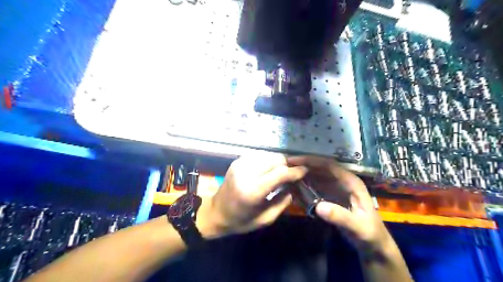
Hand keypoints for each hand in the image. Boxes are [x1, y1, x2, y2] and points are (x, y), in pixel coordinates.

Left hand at [196, 152, 305, 236]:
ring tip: (281, 172)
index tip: (305, 171)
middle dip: (288, 165)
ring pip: (269, 155)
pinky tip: (268, 169)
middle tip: (293, 174)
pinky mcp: (237, 161)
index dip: (295, 171)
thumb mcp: (265, 219)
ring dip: (278, 162)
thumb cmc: (241, 220)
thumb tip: (294, 186)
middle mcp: (246, 173)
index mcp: (252, 191)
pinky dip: (268, 160)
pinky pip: (259, 155)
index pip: (280, 173)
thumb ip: (283, 202)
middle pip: (276, 159)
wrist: (215, 212)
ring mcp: (240, 164)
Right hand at [287, 156, 392, 256]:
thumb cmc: (369, 234)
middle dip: (304, 164)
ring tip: (286, 172)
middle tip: (286, 164)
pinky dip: (305, 183)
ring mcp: (336, 187)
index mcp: (351, 182)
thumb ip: (340, 217)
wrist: (372, 244)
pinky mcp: (330, 195)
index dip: (312, 161)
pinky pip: (316, 185)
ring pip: (317, 175)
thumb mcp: (358, 227)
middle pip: (321, 167)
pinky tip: (294, 184)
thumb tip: (318, 207)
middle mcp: (342, 180)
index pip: (330, 165)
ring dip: (303, 172)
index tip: (295, 161)